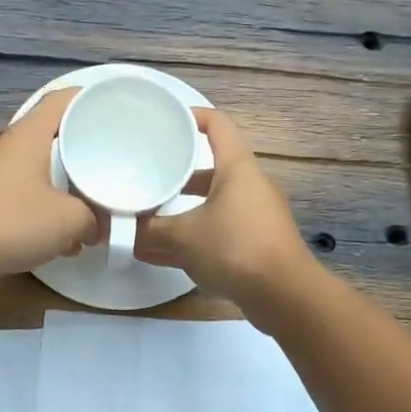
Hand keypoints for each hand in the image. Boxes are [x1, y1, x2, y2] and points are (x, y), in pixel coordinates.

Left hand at [0, 89, 98, 278]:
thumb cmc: (14, 221)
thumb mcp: (71, 220)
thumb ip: (93, 218)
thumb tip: (96, 227)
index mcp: (27, 135)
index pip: (60, 100)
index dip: (87, 98)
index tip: (110, 107)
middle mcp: (4, 146)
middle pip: (48, 134)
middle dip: (77, 147)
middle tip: (105, 159)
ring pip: (33, 167)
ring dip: (59, 183)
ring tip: (84, 204)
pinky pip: (18, 193)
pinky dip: (39, 206)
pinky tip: (54, 236)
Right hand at [136, 108, 313, 321]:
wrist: (285, 295)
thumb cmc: (235, 249)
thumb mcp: (184, 237)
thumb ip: (151, 231)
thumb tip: (125, 233)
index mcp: (237, 168)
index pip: (217, 125)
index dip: (192, 116)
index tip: (166, 119)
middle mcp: (250, 185)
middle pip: (212, 166)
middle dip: (179, 171)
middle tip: (148, 172)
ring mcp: (256, 214)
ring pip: (214, 201)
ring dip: (184, 208)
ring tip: (150, 216)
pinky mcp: (258, 242)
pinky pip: (220, 228)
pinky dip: (196, 235)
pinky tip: (166, 253)